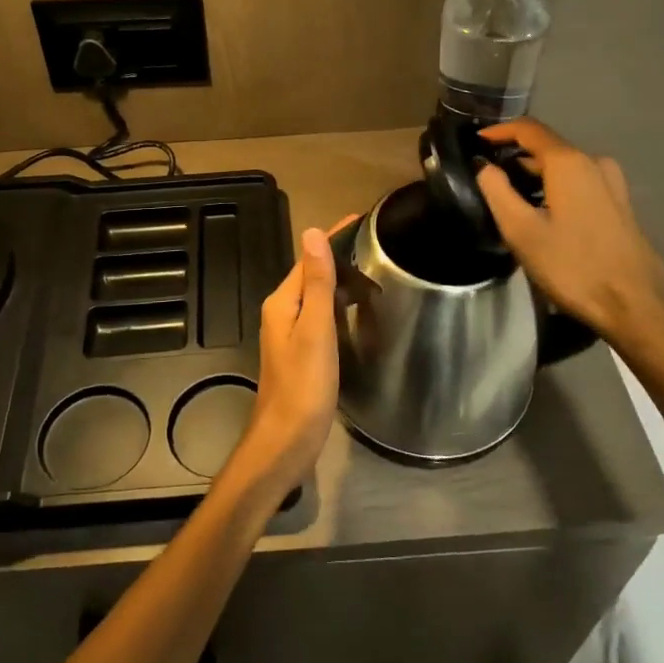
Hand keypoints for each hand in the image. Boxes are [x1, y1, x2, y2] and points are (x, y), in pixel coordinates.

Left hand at [224, 217, 355, 500]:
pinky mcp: (302, 353)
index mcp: (282, 302)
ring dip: (342, 280)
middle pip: (313, 274)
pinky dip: (341, 305)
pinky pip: (322, 316)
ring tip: (376, 270)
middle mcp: (283, 312)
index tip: (365, 220)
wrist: (286, 442)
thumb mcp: (315, 330)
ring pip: (318, 296)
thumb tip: (313, 233)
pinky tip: (360, 309)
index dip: (334, 238)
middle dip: (341, 256)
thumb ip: (317, 283)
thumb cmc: (303, 386)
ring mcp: (291, 333)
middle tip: (381, 245)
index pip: (309, 258)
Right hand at [475, 119, 663, 348]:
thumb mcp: (521, 231)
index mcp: (569, 163)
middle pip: (547, 147)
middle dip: (514, 156)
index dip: (499, 130)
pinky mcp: (619, 204)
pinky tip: (542, 212)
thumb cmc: (573, 266)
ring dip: (535, 174)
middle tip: (487, 176)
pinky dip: (554, 187)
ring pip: (564, 167)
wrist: (636, 305)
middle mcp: (594, 163)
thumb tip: (484, 166)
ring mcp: (612, 183)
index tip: (475, 140)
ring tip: (509, 196)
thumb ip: (497, 191)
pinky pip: (579, 182)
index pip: (529, 129)